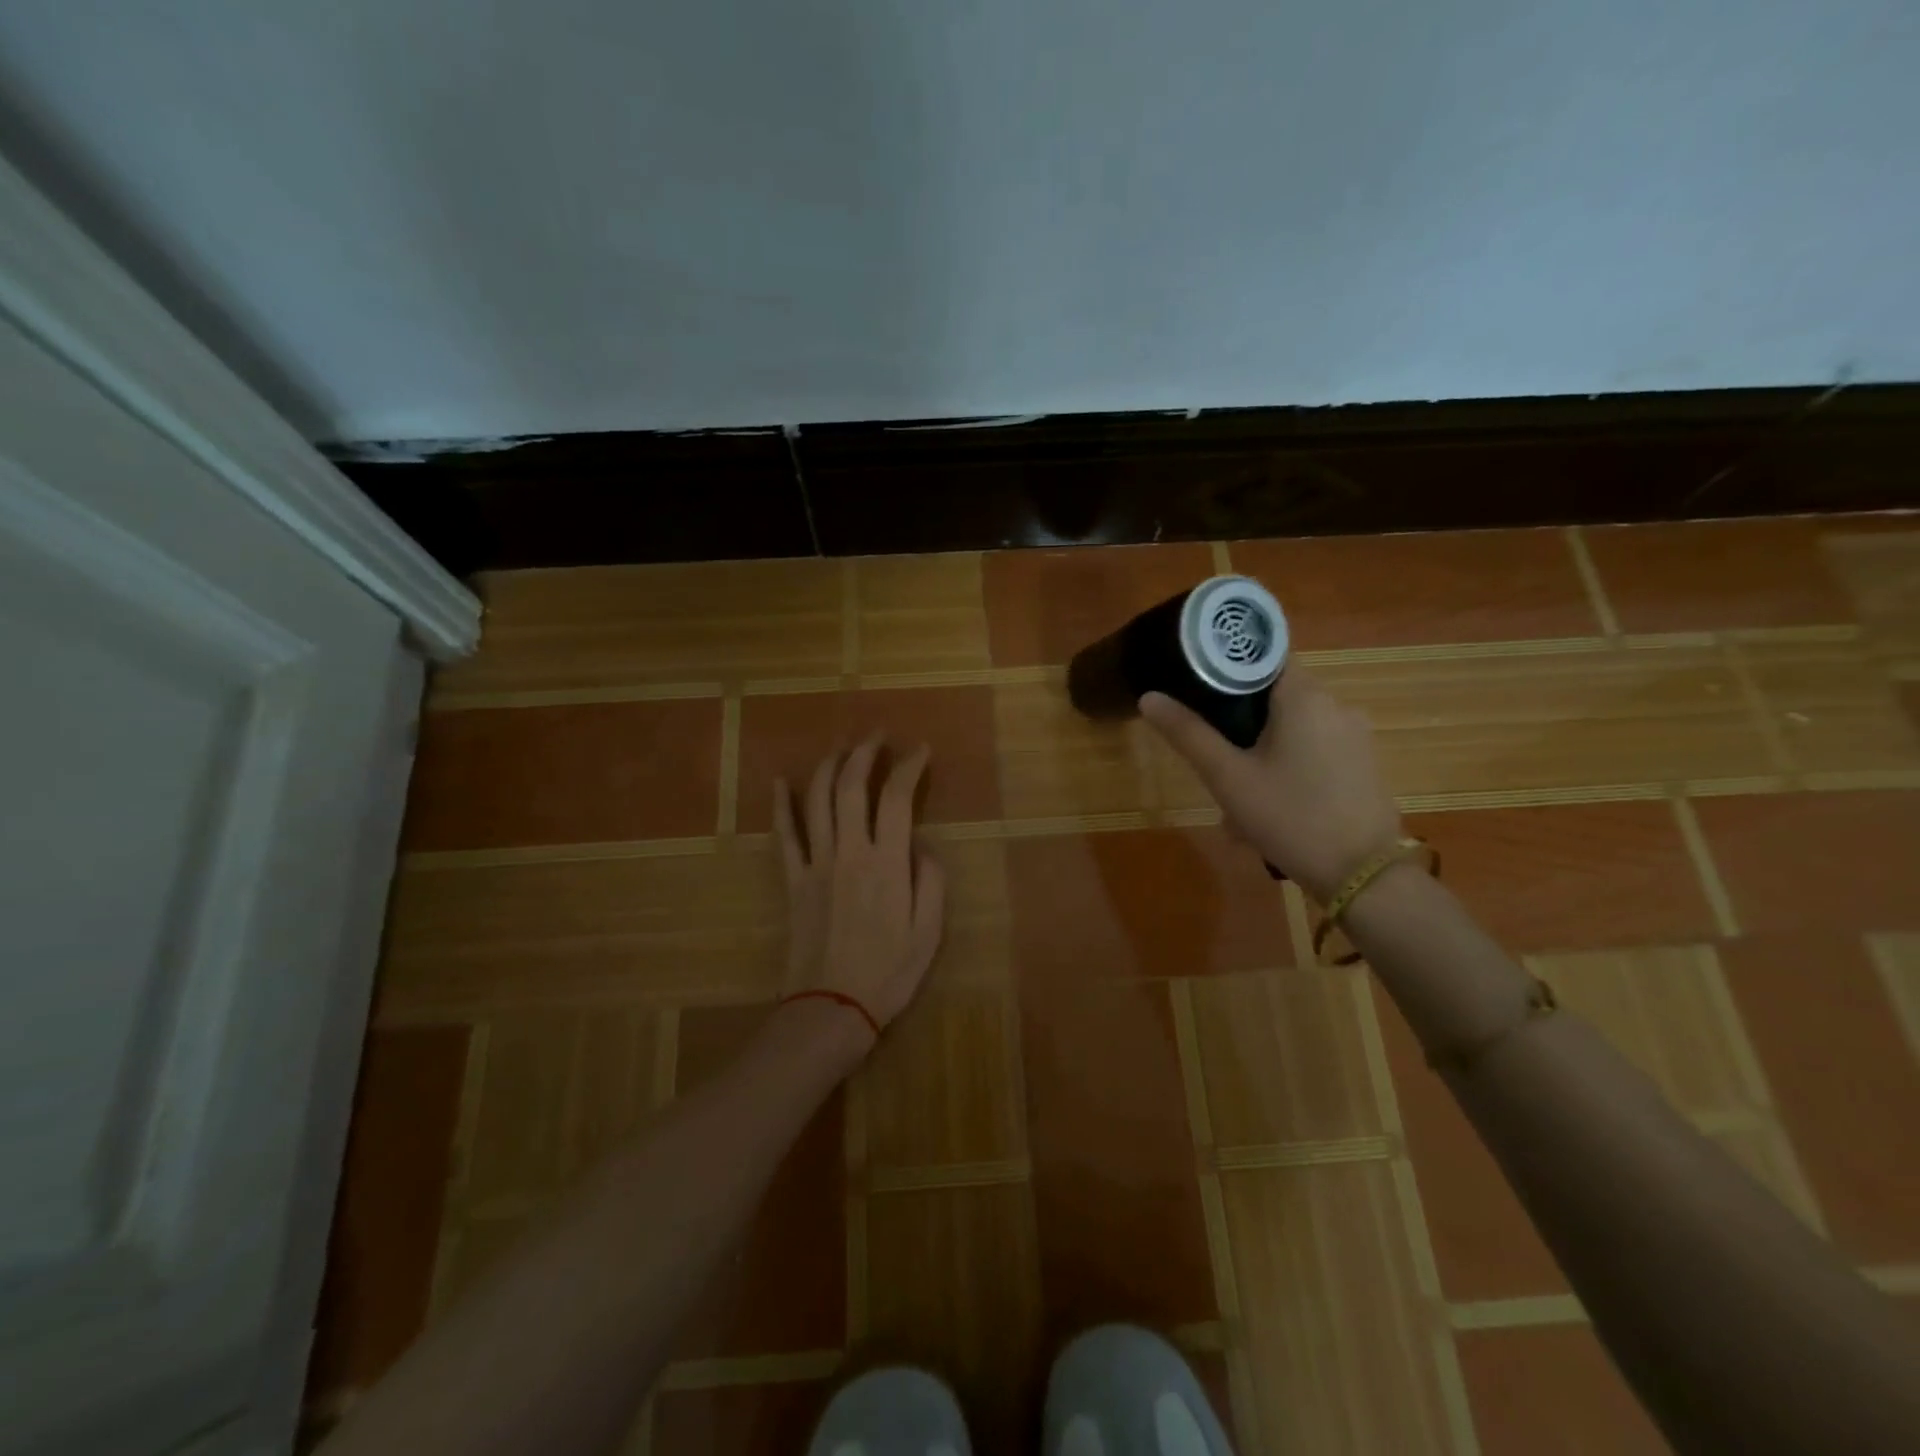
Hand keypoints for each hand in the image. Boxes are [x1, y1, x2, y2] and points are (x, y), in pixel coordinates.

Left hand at [774, 737, 947, 1042]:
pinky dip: (780, 805)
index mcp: (887, 863)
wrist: (830, 1008)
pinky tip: (780, 782)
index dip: (909, 767)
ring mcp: (815, 864)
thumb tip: (920, 845)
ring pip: (816, 801)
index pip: (897, 798)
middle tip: (877, 735)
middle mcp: (849, 852)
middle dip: (864, 752)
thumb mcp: (929, 932)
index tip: (920, 751)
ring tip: (841, 748)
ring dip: (828, 767)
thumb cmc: (888, 973)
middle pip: (850, 786)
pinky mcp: (792, 881)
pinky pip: (784, 836)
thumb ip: (931, 880)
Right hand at [1141, 668, 1402, 901]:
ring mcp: (1356, 736)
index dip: (1226, 671)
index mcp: (1305, 696)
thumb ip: (1188, 734)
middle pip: (1275, 698)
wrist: (1363, 877)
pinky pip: (1315, 752)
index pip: (1262, 659)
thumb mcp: (1228, 778)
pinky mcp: (1364, 764)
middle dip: (1240, 727)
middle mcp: (1336, 705)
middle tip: (1214, 763)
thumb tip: (1148, 697)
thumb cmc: (1289, 817)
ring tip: (1237, 802)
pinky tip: (1270, 810)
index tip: (1198, 694)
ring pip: (1293, 730)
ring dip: (1262, 755)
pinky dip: (1289, 769)